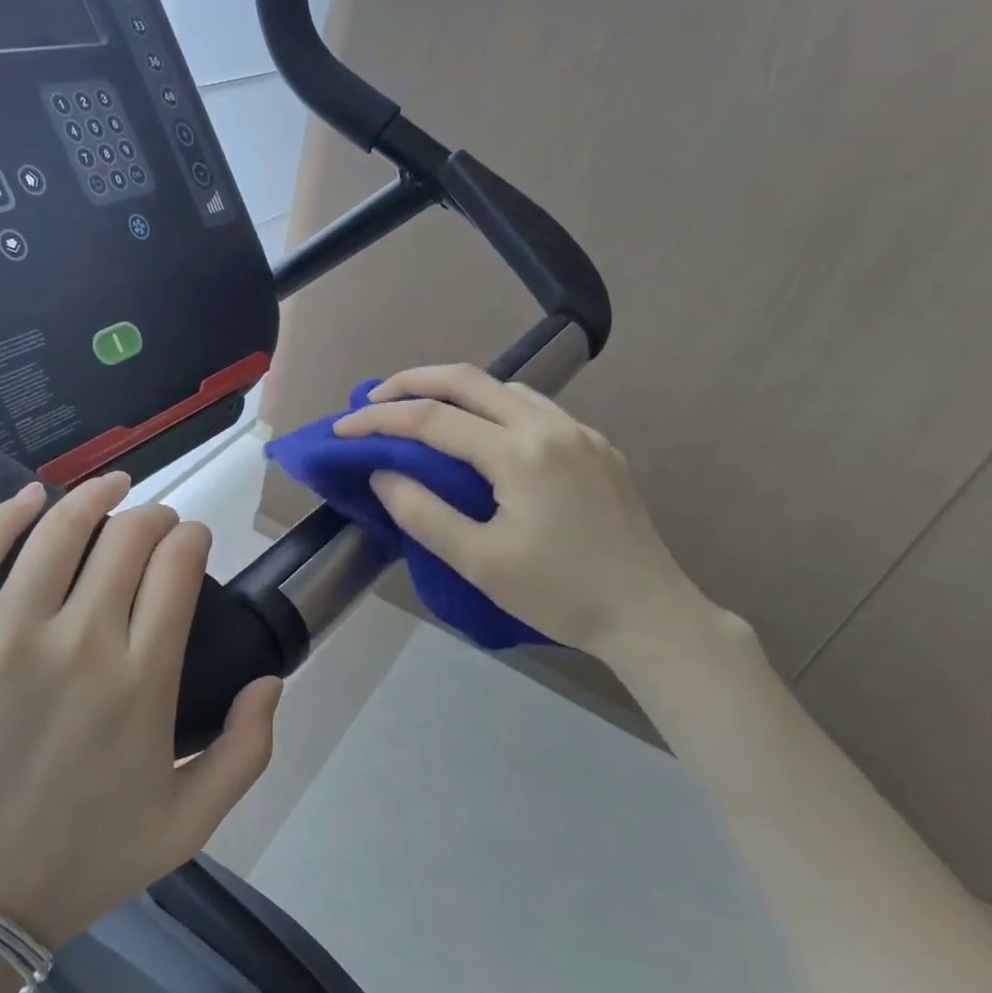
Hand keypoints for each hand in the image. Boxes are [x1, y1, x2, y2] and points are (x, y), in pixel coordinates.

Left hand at [0, 474, 281, 949]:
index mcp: (140, 680)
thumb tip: (271, 680)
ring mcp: (1, 637)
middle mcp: (77, 643)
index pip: (176, 568)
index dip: (190, 538)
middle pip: (126, 538)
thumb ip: (246, 751)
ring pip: (58, 530)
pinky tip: (30, 495)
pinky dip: (7, 514)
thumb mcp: (188, 825)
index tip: (190, 539)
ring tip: (110, 485)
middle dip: (153, 515)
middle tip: (155, 520)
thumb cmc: (81, 861)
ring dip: (94, 495)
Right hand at [334, 364, 709, 663]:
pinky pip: (533, 406)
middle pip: (467, 379)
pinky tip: (482, 432)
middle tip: (372, 400)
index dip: (378, 421)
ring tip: (418, 410)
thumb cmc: (560, 594)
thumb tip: (382, 473)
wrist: (650, 614)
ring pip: (504, 386)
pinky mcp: (596, 446)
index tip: (341, 431)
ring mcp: (579, 432)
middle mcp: (550, 426)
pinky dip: (492, 406)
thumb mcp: (479, 562)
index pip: (431, 419)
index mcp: (519, 453)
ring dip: (453, 390)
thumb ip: (423, 513)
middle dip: (411, 381)